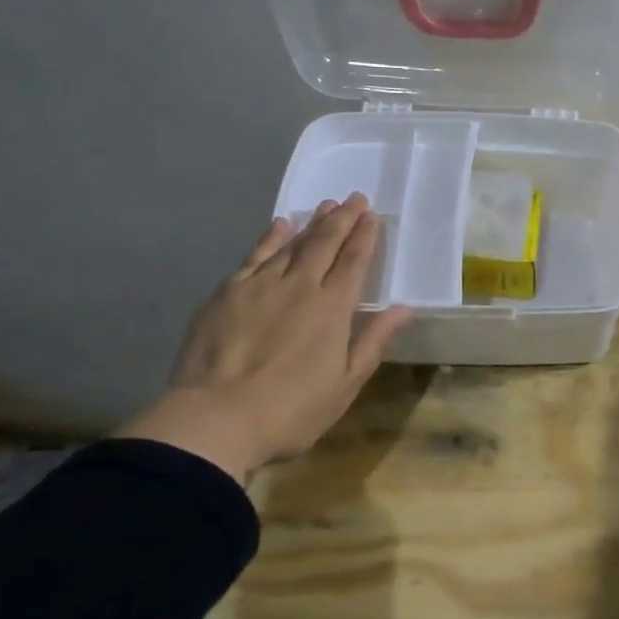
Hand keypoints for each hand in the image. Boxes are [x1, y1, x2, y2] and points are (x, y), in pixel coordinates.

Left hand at [119, 194, 413, 480]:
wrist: (214, 419)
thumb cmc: (291, 410)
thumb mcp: (345, 384)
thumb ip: (374, 340)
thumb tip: (404, 308)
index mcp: (332, 308)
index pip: (354, 261)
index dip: (365, 236)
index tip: (373, 215)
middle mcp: (299, 286)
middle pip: (325, 243)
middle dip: (343, 219)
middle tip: (355, 198)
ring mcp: (259, 285)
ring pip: (291, 243)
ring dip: (312, 223)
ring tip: (326, 205)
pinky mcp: (227, 293)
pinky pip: (255, 255)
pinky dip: (270, 237)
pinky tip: (278, 225)